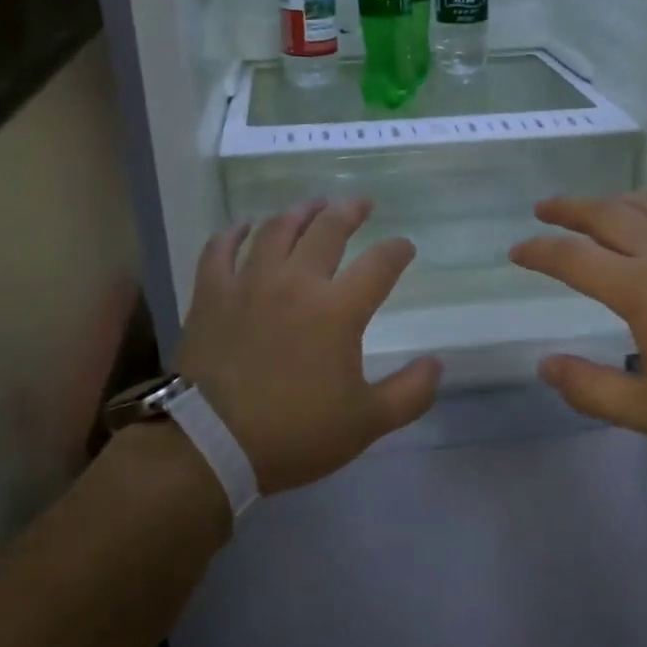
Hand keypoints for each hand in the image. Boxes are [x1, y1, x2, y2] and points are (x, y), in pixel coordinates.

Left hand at [175, 199, 441, 494]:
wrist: (210, 444)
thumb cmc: (293, 433)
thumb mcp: (366, 423)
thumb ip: (409, 393)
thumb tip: (437, 364)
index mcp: (338, 310)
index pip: (379, 264)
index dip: (397, 251)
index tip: (405, 248)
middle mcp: (296, 282)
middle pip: (327, 230)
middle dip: (350, 211)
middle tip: (361, 203)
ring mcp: (249, 283)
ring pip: (277, 230)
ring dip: (299, 212)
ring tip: (313, 205)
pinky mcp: (211, 294)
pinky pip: (220, 250)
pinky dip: (233, 233)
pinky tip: (243, 226)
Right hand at [509, 192, 646, 456]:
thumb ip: (591, 389)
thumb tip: (545, 365)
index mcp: (641, 287)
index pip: (573, 258)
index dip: (539, 252)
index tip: (516, 251)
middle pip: (606, 214)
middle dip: (568, 209)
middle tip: (544, 208)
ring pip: (645, 204)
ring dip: (609, 201)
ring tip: (592, 208)